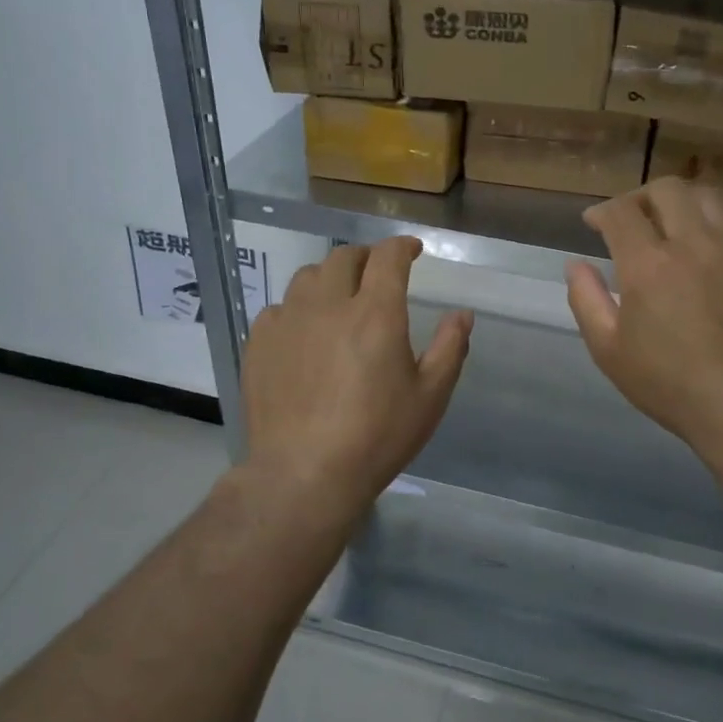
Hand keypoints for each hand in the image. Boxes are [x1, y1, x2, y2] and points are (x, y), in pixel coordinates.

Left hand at [240, 237, 471, 523]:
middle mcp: (329, 304)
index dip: (402, 247)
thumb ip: (450, 348)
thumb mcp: (430, 396)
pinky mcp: (260, 343)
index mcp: (376, 313)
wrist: (304, 474)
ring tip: (340, 298)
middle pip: (345, 258)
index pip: (388, 257)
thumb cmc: (377, 436)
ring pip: (308, 277)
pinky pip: (279, 308)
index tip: (412, 250)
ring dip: (330, 278)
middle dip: (366, 258)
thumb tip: (462, 314)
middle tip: (377, 274)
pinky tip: (304, 332)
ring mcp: (288, 321)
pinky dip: (298, 309)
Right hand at [566, 178, 722, 460]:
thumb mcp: (609, 351)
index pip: (620, 212)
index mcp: (648, 264)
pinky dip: (720, 229)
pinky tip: (715, 253)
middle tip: (634, 219)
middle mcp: (694, 243)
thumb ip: (586, 300)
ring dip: (683, 206)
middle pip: (666, 189)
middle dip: (641, 197)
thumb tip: (576, 264)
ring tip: (675, 229)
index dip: (601, 211)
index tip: (595, 223)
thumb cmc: (670, 385)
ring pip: (708, 199)